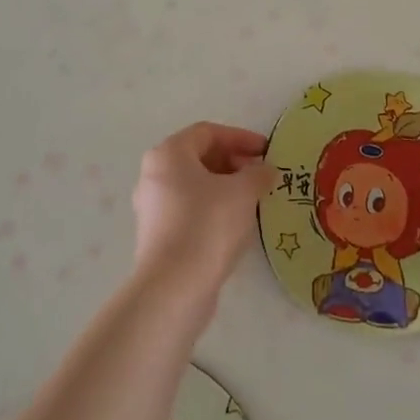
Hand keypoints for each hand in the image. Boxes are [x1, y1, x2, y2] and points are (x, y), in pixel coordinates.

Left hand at [130, 122, 271, 310]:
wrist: (174, 287)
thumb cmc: (208, 225)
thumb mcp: (243, 192)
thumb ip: (258, 174)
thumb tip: (266, 170)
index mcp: (168, 154)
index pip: (208, 132)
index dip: (240, 138)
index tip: (267, 151)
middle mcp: (153, 174)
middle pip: (198, 157)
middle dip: (233, 162)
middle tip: (261, 175)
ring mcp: (152, 206)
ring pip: (194, 185)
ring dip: (225, 187)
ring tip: (253, 200)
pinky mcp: (157, 234)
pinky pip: (189, 209)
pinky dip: (213, 208)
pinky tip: (235, 224)